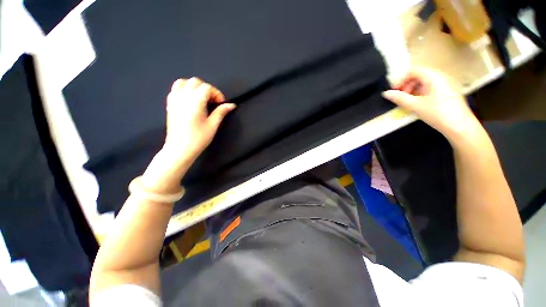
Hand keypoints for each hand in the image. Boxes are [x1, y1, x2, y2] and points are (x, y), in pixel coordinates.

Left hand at [163, 77, 235, 163]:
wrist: (179, 149)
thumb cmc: (198, 138)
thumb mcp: (213, 125)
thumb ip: (221, 112)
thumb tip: (232, 105)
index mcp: (195, 102)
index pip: (206, 87)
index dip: (216, 93)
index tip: (221, 103)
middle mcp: (183, 97)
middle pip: (195, 82)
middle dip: (207, 88)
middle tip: (212, 101)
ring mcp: (174, 100)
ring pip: (183, 82)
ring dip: (194, 87)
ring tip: (201, 98)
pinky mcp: (170, 104)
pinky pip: (175, 89)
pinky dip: (184, 90)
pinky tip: (190, 100)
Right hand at [382, 68, 481, 141]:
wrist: (460, 127)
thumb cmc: (438, 113)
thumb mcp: (416, 106)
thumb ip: (400, 98)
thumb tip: (386, 93)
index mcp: (433, 77)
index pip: (413, 71)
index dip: (401, 79)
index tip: (394, 91)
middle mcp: (440, 77)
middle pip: (418, 75)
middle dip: (406, 85)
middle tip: (400, 97)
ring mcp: (445, 84)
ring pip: (424, 82)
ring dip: (412, 90)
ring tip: (407, 102)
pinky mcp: (447, 92)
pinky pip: (430, 88)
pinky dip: (420, 93)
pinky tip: (418, 104)